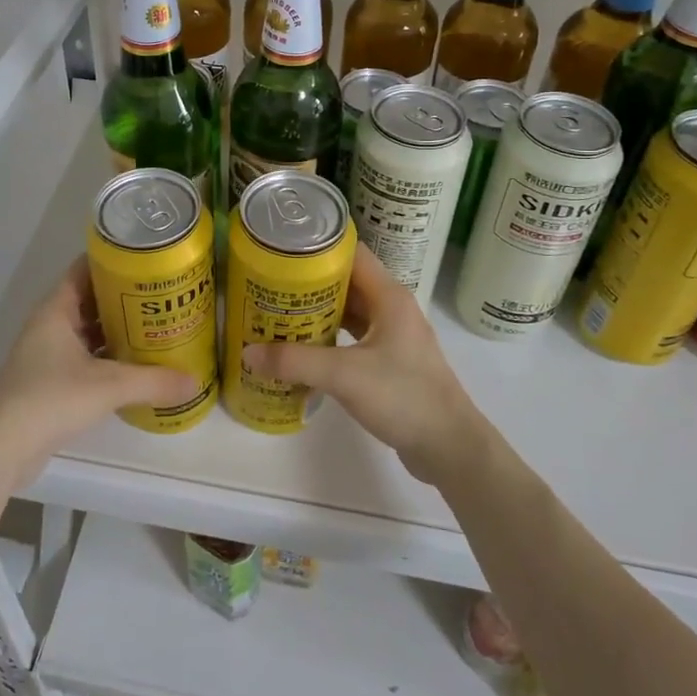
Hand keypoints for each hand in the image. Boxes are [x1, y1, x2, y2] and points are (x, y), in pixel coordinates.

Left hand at [0, 257, 200, 484]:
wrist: (0, 449)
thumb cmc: (50, 399)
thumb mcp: (109, 386)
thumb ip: (153, 382)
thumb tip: (195, 381)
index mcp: (56, 310)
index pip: (84, 269)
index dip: (113, 260)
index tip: (146, 258)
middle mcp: (50, 325)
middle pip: (90, 299)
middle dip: (123, 297)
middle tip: (162, 295)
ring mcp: (47, 355)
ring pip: (88, 331)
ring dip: (117, 329)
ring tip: (156, 326)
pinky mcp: (49, 382)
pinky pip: (85, 358)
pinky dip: (108, 358)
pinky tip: (135, 366)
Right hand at [244, 245, 491, 487]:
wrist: (449, 447)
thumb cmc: (403, 397)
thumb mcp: (344, 376)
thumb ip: (295, 361)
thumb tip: (247, 353)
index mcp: (389, 296)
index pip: (350, 254)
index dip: (316, 249)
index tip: (280, 251)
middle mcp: (392, 308)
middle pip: (346, 282)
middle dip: (308, 283)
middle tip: (268, 285)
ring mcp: (392, 336)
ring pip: (348, 311)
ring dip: (316, 312)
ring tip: (276, 314)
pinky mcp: (389, 361)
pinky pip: (351, 337)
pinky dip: (327, 338)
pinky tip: (301, 350)